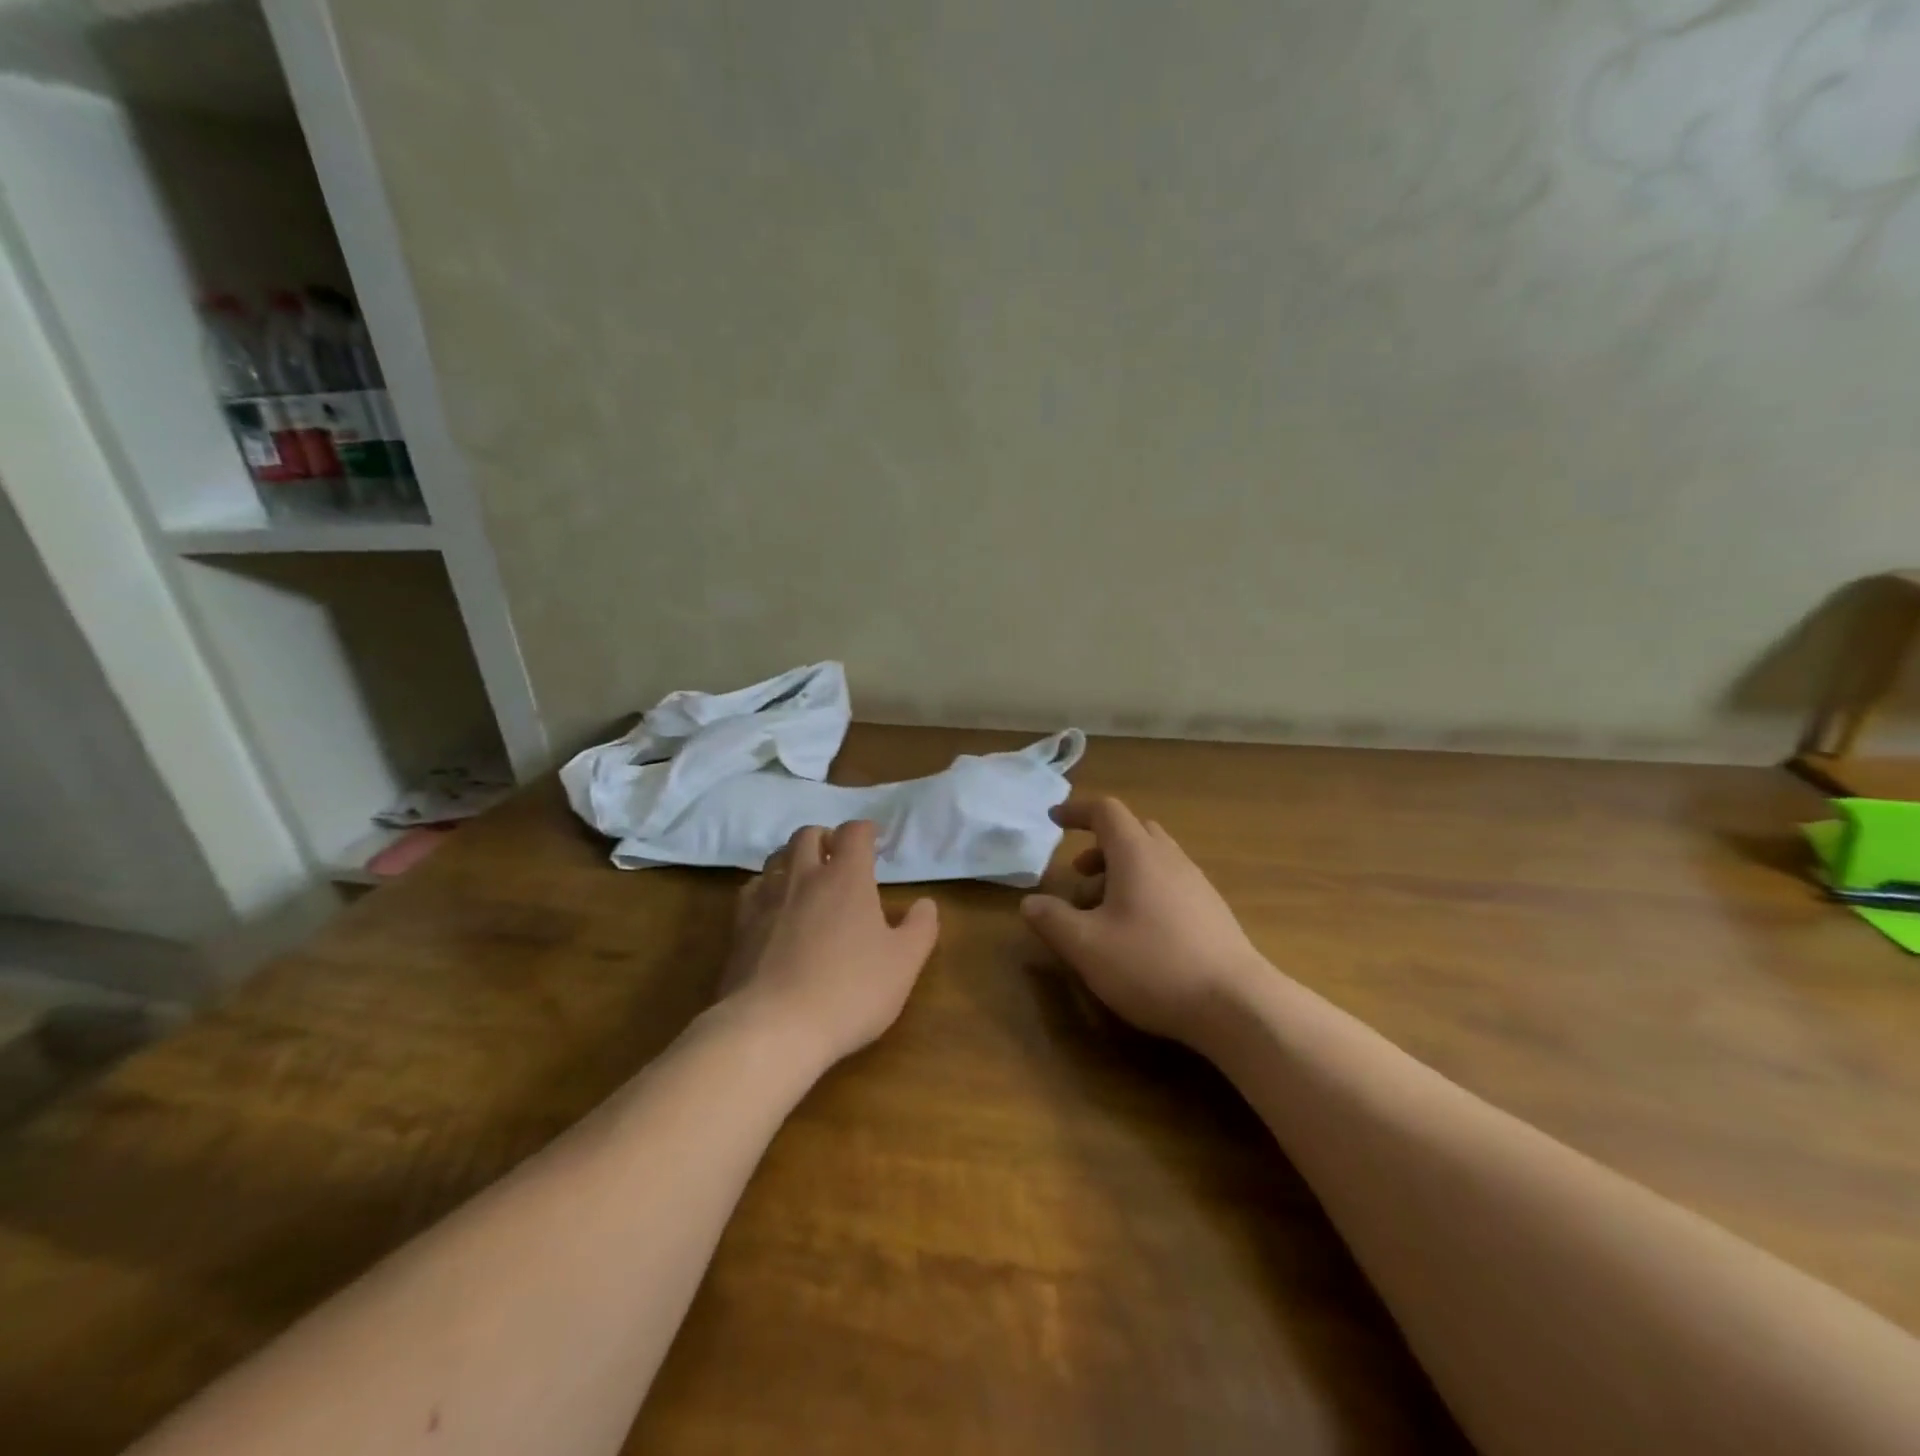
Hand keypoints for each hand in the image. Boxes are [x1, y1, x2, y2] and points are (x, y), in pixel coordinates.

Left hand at [722, 821, 939, 1067]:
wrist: (773, 1027)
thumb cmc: (850, 991)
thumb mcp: (903, 963)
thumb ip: (920, 928)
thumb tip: (925, 903)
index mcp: (846, 878)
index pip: (854, 833)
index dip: (866, 830)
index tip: (875, 839)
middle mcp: (803, 876)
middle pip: (809, 834)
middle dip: (827, 837)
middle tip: (839, 856)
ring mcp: (766, 898)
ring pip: (777, 857)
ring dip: (794, 858)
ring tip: (806, 877)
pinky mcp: (739, 925)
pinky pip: (752, 888)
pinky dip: (767, 886)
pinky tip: (774, 907)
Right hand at [1022, 797, 1266, 1045]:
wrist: (1236, 1004)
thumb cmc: (1152, 965)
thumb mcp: (1086, 947)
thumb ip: (1052, 920)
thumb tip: (1031, 903)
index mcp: (1137, 854)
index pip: (1106, 811)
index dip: (1077, 811)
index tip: (1054, 820)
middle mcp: (1169, 858)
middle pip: (1132, 831)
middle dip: (1099, 847)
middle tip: (1078, 877)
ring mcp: (1196, 884)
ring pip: (1152, 859)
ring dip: (1121, 873)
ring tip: (1102, 914)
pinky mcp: (1212, 911)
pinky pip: (1170, 883)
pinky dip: (1145, 891)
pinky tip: (1138, 934)